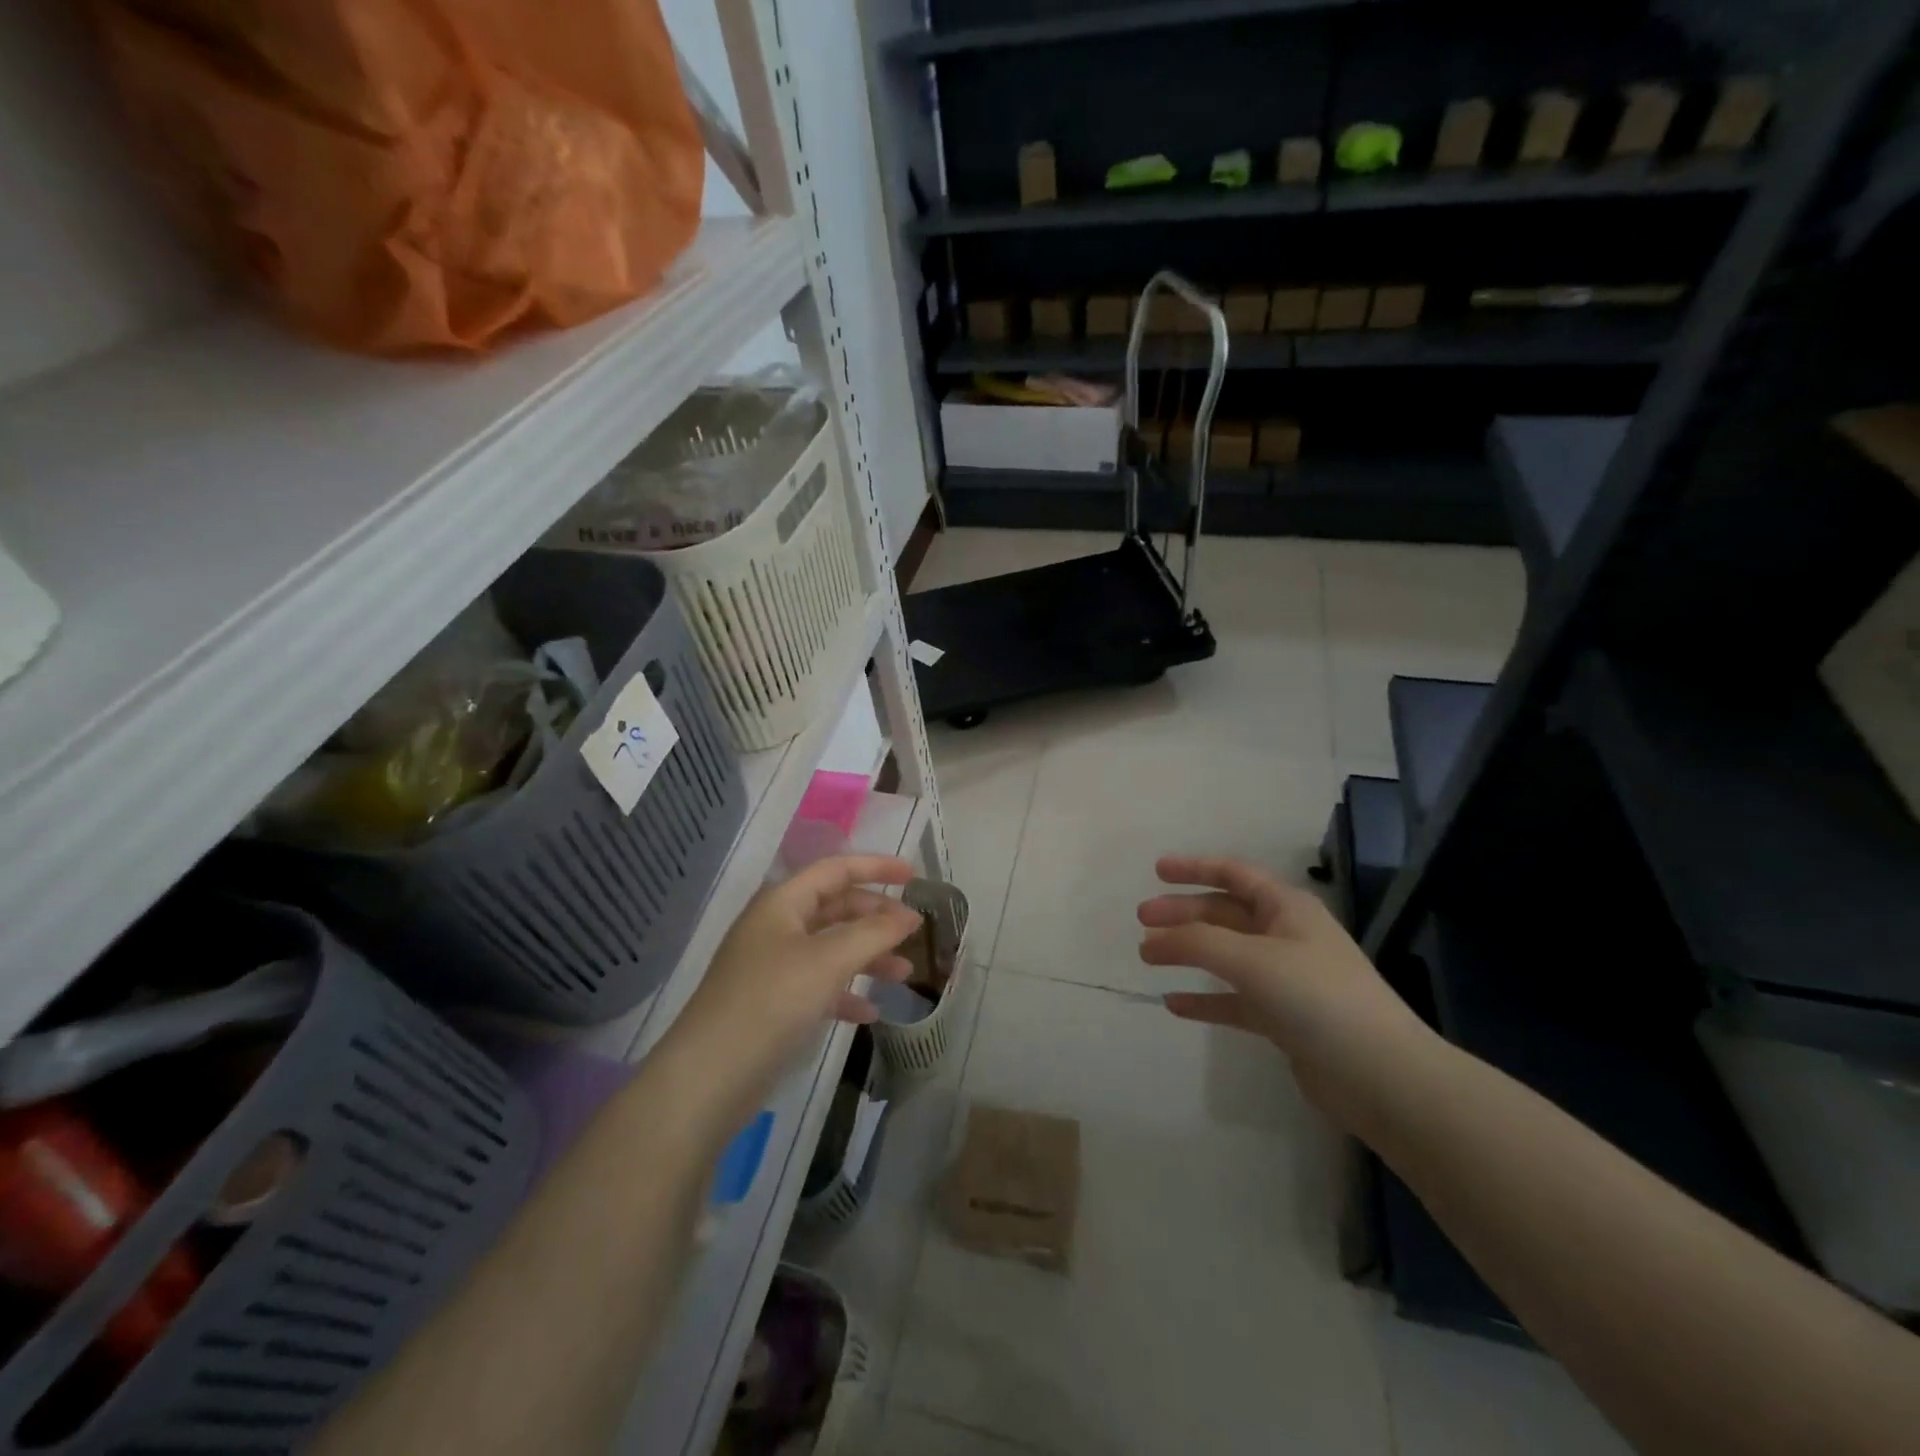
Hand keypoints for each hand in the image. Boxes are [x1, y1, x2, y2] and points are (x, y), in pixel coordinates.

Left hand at [670, 855, 919, 1111]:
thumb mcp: (829, 960)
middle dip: (876, 917)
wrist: (709, 1078)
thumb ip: (874, 933)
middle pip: (835, 907)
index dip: (876, 867)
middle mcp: (776, 927)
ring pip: (831, 948)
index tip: (914, 876)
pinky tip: (870, 1013)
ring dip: (868, 956)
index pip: (836, 870)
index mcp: (782, 903)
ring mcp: (772, 966)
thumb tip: (910, 916)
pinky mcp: (772, 1004)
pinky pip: (819, 986)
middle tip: (913, 930)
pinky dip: (846, 993)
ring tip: (904, 974)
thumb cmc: (771, 1002)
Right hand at [1136, 855, 1431, 1122]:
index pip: (1234, 874)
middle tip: (1142, 921)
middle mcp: (1287, 936)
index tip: (1156, 871)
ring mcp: (1286, 979)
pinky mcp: (1284, 1019)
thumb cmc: (1317, 997)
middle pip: (1224, 914)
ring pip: (1226, 956)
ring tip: (1149, 957)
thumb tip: (1152, 939)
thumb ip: (1196, 943)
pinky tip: (1174, 1003)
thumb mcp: (1252, 959)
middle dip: (1183, 914)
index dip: (1195, 868)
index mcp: (1287, 908)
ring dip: (1188, 953)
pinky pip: (1234, 1000)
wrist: (1381, 1076)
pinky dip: (1205, 998)